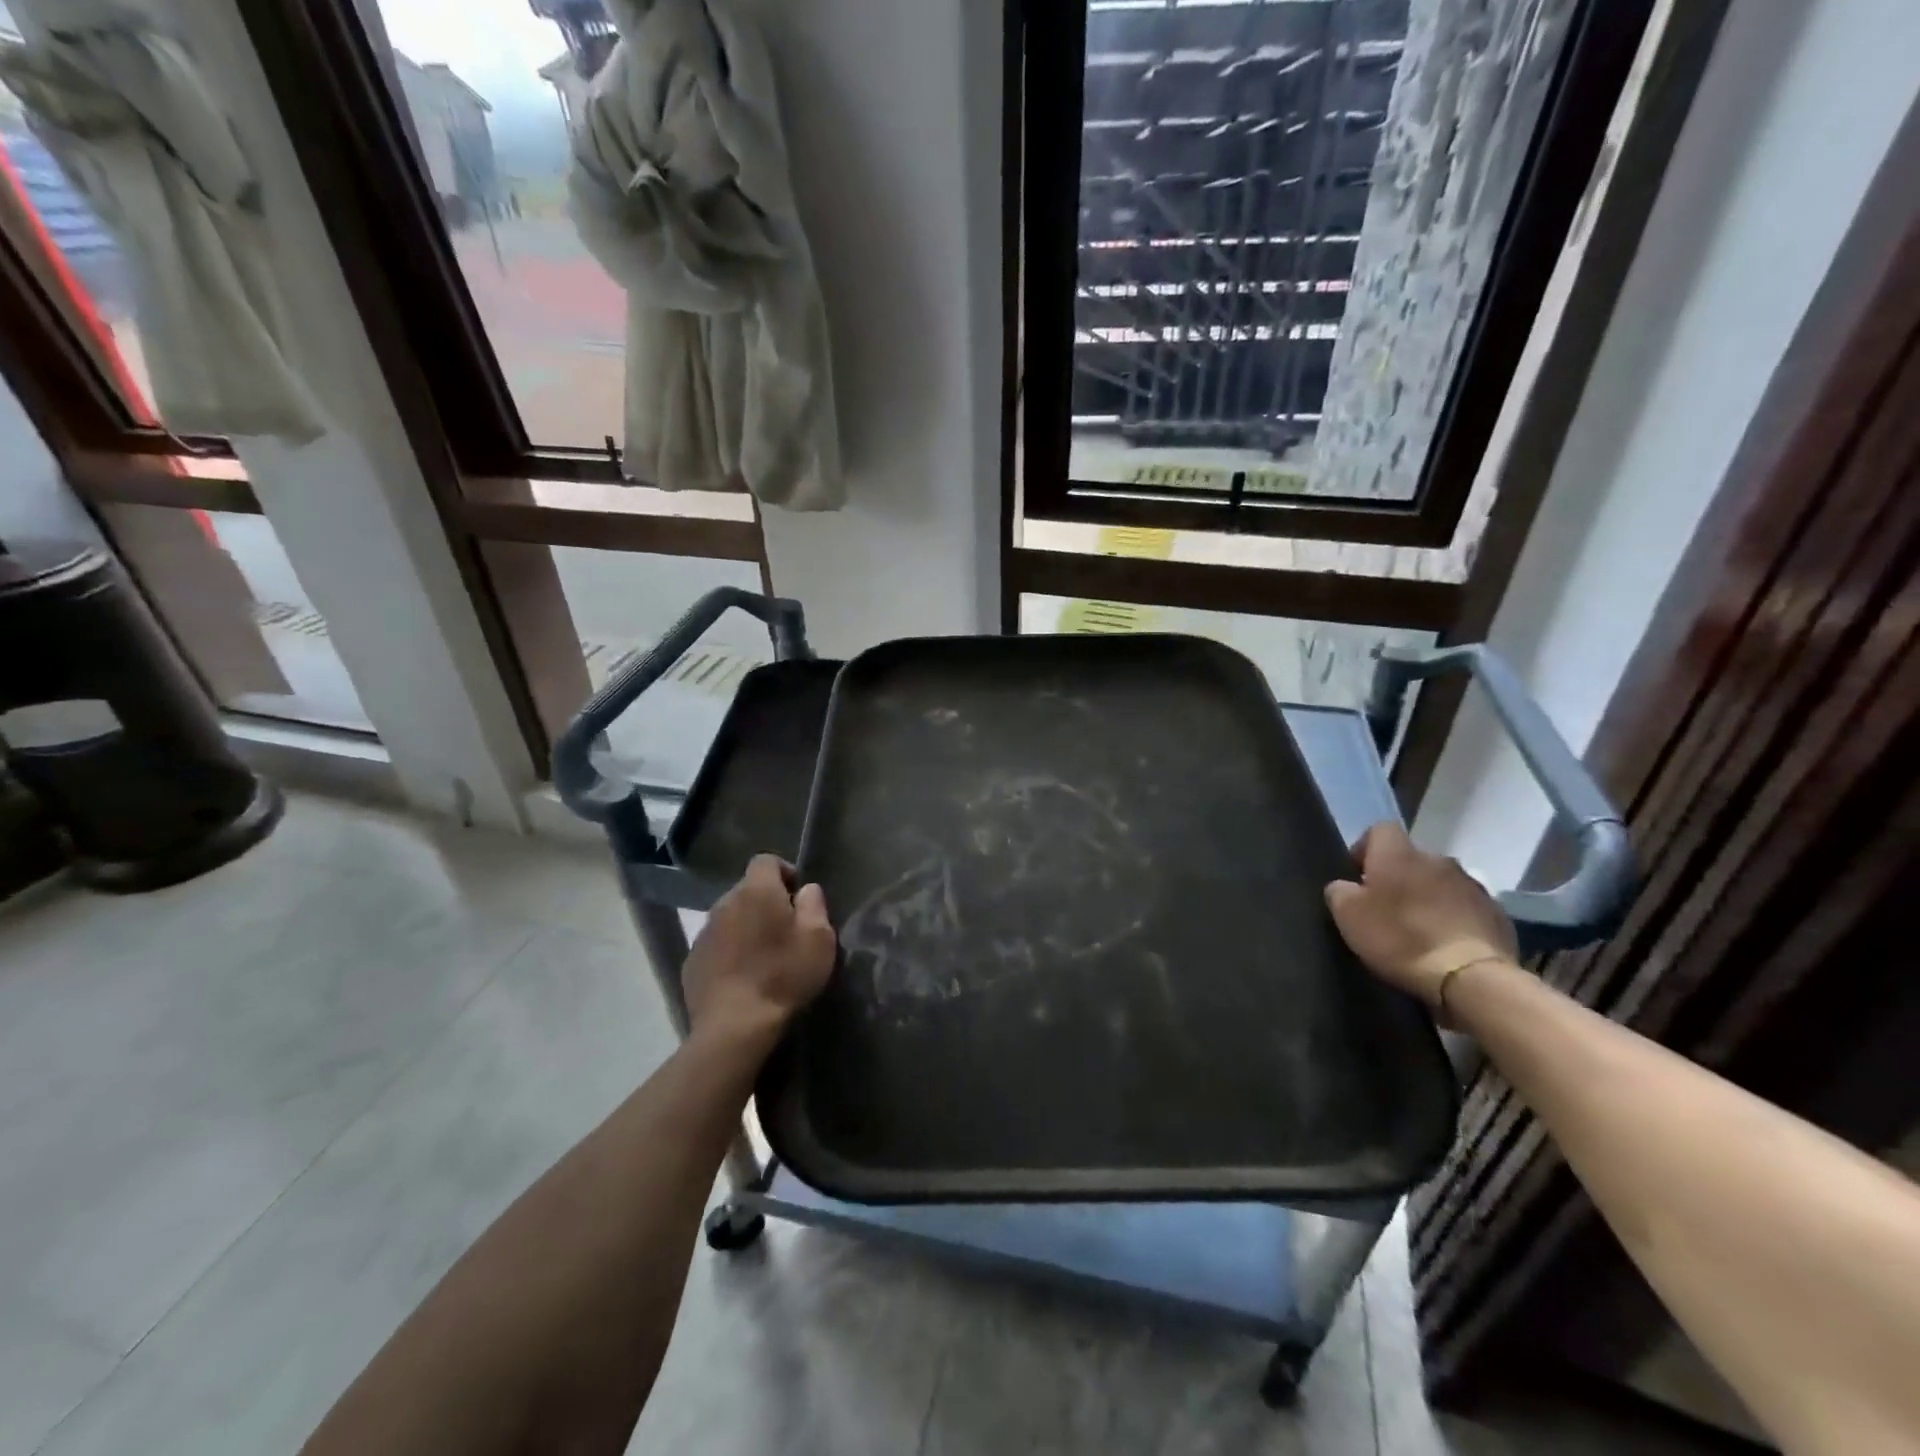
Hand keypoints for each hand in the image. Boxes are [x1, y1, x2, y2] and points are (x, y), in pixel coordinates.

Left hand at [683, 855, 835, 1048]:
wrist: (734, 1027)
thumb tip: (806, 889)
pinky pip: (715, 945)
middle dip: (765, 902)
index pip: (765, 860)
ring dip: (745, 927)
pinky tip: (742, 977)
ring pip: (729, 918)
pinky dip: (729, 952)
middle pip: (747, 890)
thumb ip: (814, 905)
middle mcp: (724, 903)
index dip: (784, 872)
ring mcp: (703, 933)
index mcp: (756, 891)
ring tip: (763, 956)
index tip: (798, 896)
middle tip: (785, 930)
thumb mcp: (819, 939)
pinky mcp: (691, 962)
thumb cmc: (784, 976)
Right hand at [1324, 822, 1516, 1006]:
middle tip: (1386, 908)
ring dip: (1428, 896)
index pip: (1379, 830)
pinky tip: (1445, 943)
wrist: (1470, 978)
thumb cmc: (1399, 938)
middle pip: (1411, 858)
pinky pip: (1465, 906)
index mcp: (1399, 853)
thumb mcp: (1348, 915)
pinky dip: (1453, 917)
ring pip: (1440, 882)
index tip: (1358, 877)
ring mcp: (1472, 885)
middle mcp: (1438, 859)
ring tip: (1418, 928)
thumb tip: (1346, 886)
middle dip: (1398, 876)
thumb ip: (1339, 890)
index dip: (1365, 849)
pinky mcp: (1496, 913)